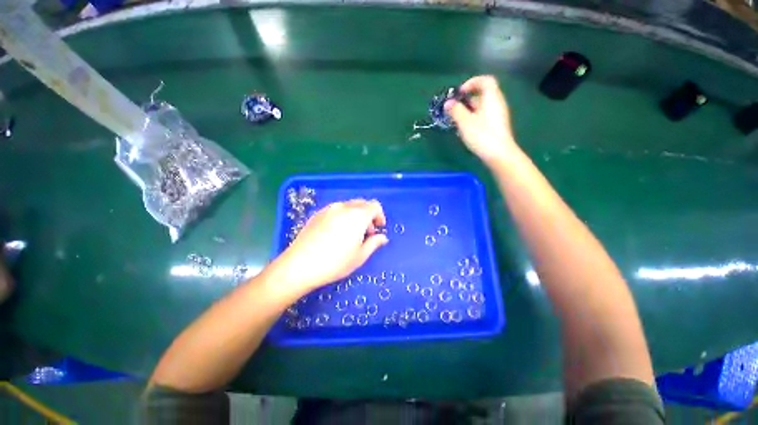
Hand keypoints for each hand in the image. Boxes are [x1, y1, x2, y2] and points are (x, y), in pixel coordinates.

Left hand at [272, 199, 388, 290]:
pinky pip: (336, 210)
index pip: (375, 206)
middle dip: (369, 216)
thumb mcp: (360, 255)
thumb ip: (375, 243)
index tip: (379, 228)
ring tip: (351, 234)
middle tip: (367, 233)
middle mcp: (344, 207)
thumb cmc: (335, 262)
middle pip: (362, 204)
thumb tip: (383, 237)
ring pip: (349, 206)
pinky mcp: (318, 213)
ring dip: (356, 216)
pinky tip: (336, 233)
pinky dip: (343, 217)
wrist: (300, 265)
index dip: (380, 216)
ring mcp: (329, 209)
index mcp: (357, 215)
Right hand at [445, 75, 517, 166]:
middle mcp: (497, 103)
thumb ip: (456, 110)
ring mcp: (498, 115)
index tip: (460, 93)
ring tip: (458, 120)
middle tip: (455, 108)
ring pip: (482, 106)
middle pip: (483, 94)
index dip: (472, 82)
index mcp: (492, 98)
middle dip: (467, 99)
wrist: (499, 154)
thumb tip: (448, 103)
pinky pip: (484, 115)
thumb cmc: (482, 135)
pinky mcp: (496, 125)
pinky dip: (474, 117)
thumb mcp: (465, 122)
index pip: (485, 80)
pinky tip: (466, 129)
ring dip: (469, 110)